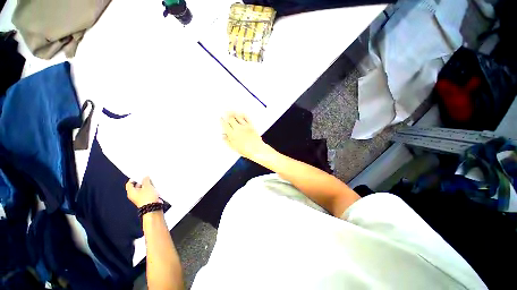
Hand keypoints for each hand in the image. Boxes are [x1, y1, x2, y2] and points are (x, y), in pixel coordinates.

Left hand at [125, 176, 160, 207]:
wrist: (153, 207)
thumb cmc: (147, 197)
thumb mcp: (147, 186)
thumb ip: (146, 180)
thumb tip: (145, 177)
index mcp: (131, 192)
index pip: (129, 184)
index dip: (134, 179)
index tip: (139, 175)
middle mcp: (134, 195)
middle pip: (136, 186)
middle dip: (142, 182)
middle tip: (148, 177)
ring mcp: (141, 197)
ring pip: (143, 189)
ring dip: (148, 185)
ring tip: (153, 181)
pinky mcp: (147, 199)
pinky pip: (148, 192)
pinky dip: (151, 189)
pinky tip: (155, 187)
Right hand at [221, 113, 272, 159]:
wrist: (257, 150)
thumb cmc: (246, 150)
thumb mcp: (234, 148)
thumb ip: (228, 141)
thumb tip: (223, 136)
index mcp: (232, 135)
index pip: (225, 125)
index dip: (222, 121)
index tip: (221, 118)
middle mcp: (238, 129)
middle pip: (231, 119)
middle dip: (227, 115)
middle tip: (225, 112)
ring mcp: (245, 127)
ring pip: (238, 117)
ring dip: (234, 113)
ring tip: (231, 111)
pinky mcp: (251, 126)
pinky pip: (246, 118)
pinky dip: (243, 115)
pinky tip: (241, 113)